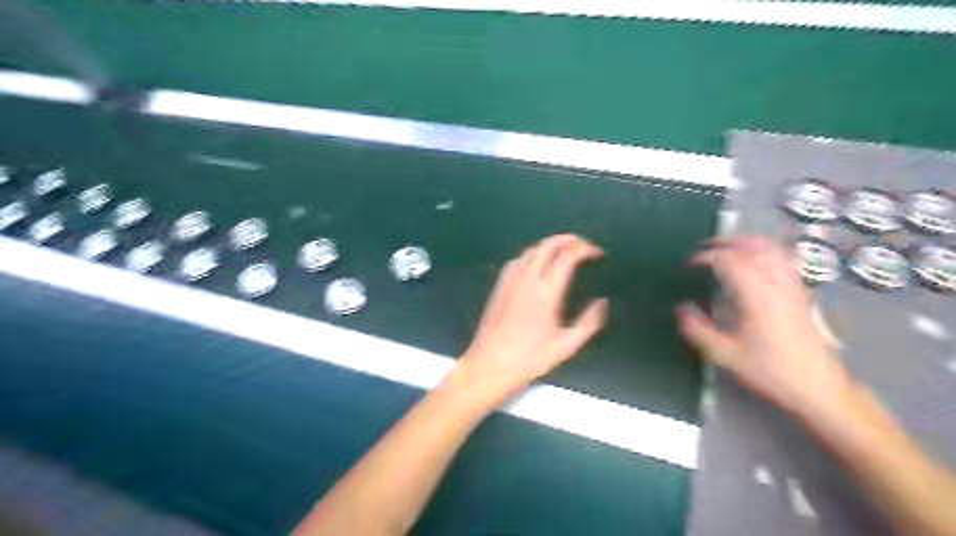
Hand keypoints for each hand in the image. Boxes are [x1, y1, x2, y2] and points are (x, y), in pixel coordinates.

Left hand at [453, 235, 607, 405]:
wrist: (490, 364)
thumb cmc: (530, 358)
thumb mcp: (567, 345)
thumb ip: (589, 322)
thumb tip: (602, 302)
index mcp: (547, 291)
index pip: (567, 256)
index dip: (585, 249)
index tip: (597, 253)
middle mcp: (527, 279)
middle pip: (547, 245)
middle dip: (567, 239)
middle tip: (582, 244)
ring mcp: (510, 280)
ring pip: (530, 250)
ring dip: (549, 245)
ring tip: (563, 250)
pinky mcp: (499, 286)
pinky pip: (517, 260)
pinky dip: (531, 255)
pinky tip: (536, 264)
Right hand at [674, 236, 854, 416]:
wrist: (820, 390)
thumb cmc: (771, 372)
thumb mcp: (726, 355)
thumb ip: (698, 330)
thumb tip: (681, 308)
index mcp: (757, 296)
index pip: (729, 261)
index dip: (704, 257)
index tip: (687, 265)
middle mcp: (777, 284)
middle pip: (752, 247)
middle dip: (724, 242)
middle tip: (702, 249)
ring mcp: (792, 287)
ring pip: (771, 249)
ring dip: (745, 243)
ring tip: (725, 249)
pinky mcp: (800, 294)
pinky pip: (783, 259)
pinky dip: (765, 251)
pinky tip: (755, 261)